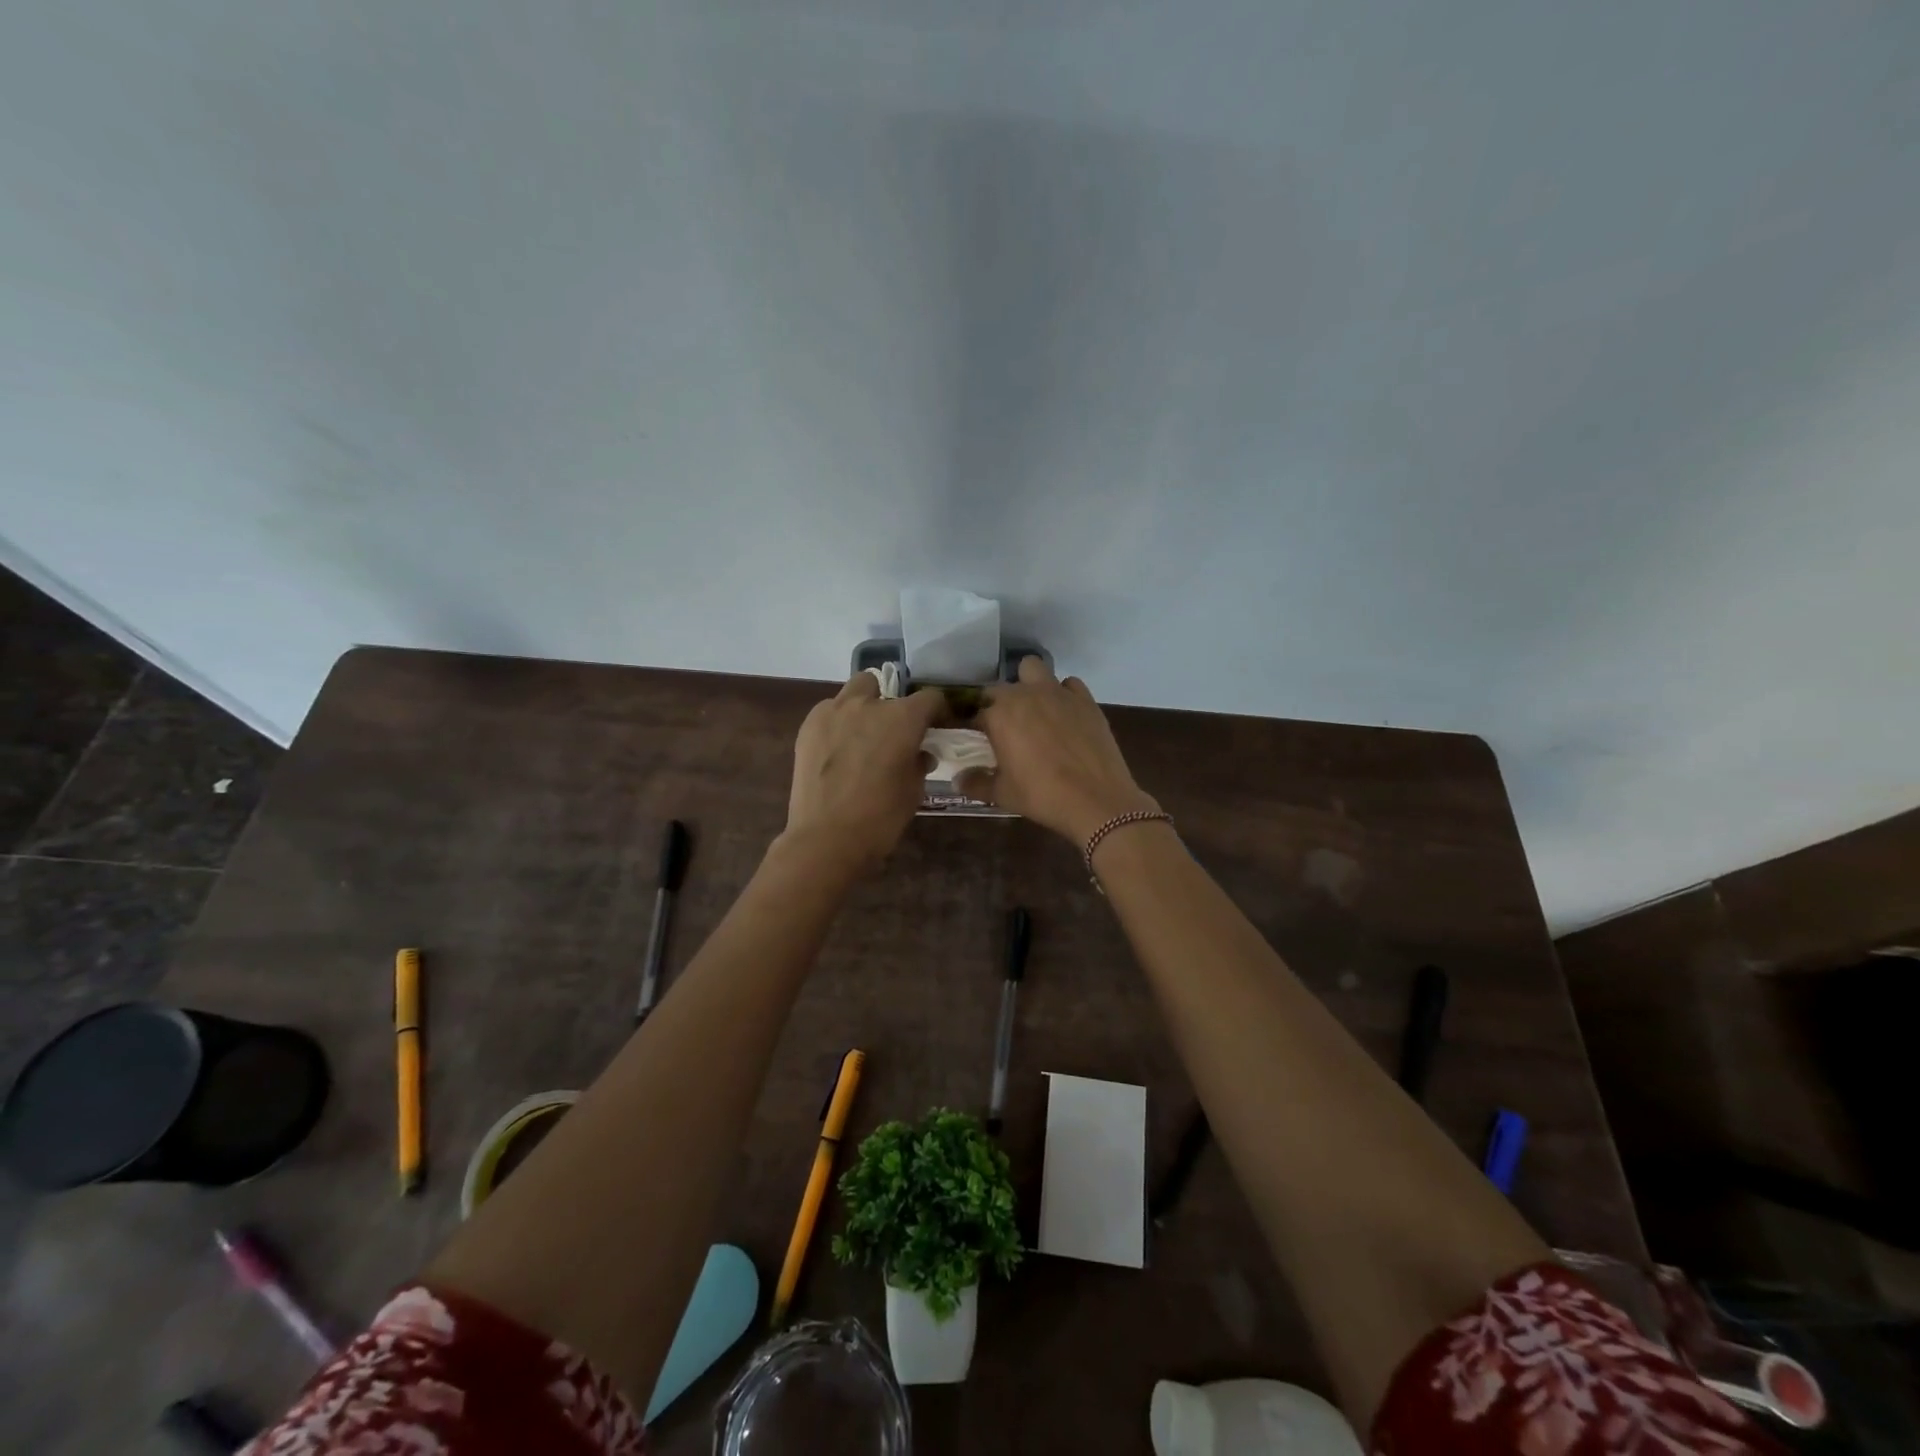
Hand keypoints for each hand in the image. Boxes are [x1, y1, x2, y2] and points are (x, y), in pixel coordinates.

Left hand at [784, 673, 946, 870]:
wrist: (826, 838)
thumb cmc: (880, 817)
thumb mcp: (913, 790)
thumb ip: (919, 762)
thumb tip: (920, 753)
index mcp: (903, 718)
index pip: (930, 698)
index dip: (937, 711)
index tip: (937, 726)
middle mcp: (869, 705)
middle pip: (884, 685)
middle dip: (891, 703)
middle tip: (893, 731)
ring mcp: (834, 712)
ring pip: (853, 692)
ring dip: (862, 706)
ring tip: (862, 736)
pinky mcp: (808, 726)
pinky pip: (829, 712)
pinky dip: (838, 722)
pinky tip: (838, 750)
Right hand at [959, 657, 1158, 843]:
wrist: (1097, 800)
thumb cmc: (1042, 796)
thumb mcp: (1002, 794)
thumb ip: (975, 783)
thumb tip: (957, 780)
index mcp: (999, 714)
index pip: (976, 712)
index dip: (975, 727)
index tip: (978, 741)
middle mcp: (1025, 694)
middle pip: (1001, 689)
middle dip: (998, 705)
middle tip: (1004, 731)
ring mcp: (1058, 693)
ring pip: (1033, 669)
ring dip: (1027, 684)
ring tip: (1033, 711)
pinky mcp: (1085, 699)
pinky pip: (1068, 684)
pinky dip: (1063, 694)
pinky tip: (1064, 715)